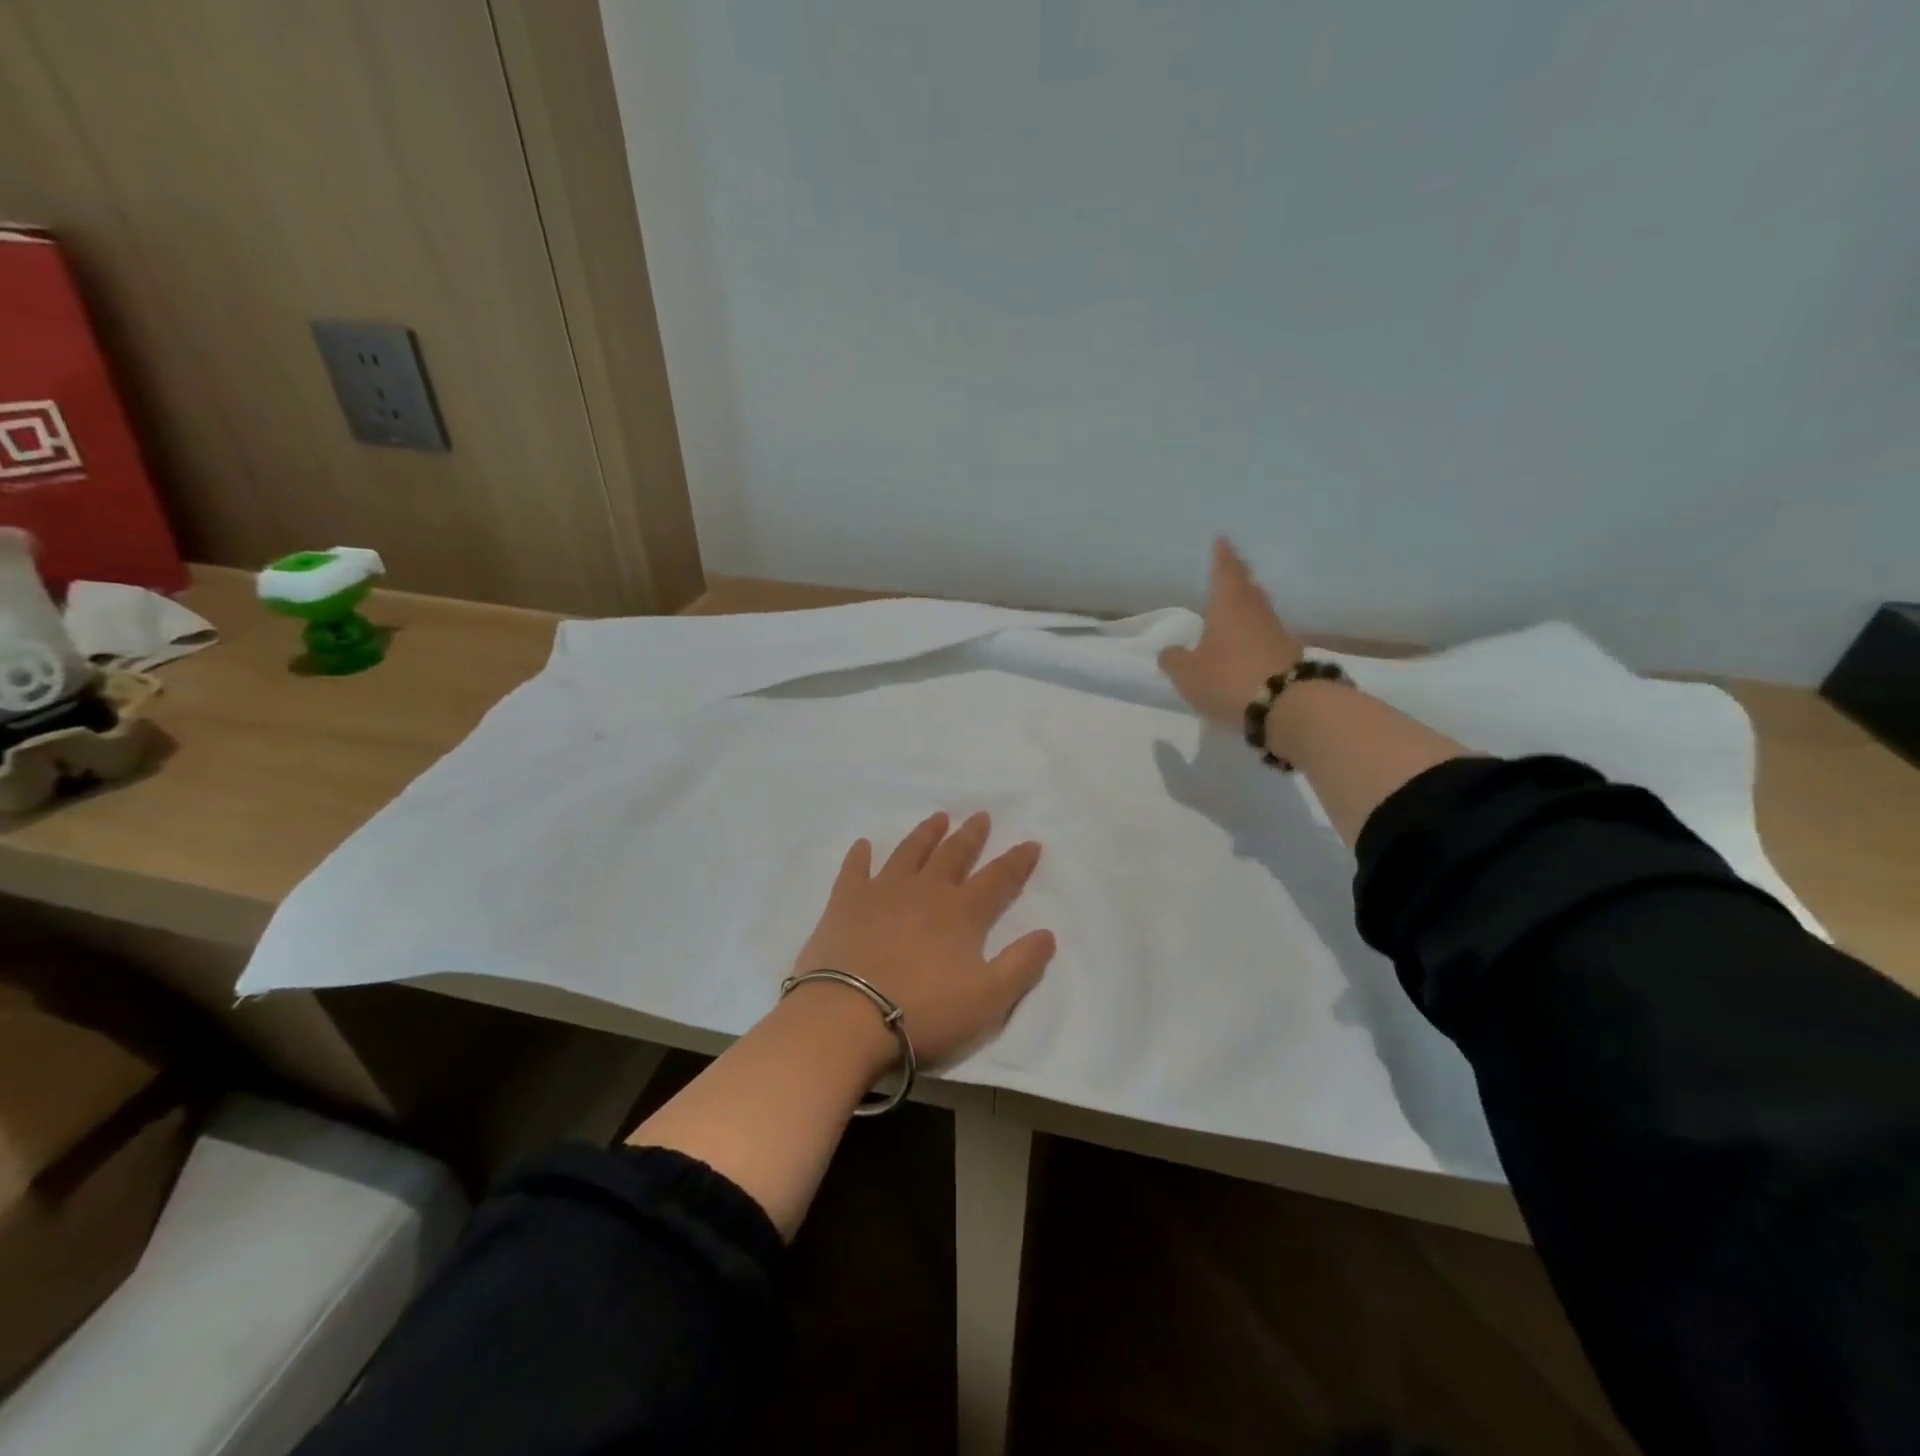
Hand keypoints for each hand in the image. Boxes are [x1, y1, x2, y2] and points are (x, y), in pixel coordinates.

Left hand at [788, 812, 1055, 1070]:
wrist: (848, 1017)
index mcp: (961, 913)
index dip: (1017, 861)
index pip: (998, 879)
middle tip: (981, 816)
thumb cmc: (924, 1011)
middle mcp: (925, 891)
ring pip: (909, 853)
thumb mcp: (988, 1000)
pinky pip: (855, 870)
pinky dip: (860, 856)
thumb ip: (1021, 965)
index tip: (1031, 843)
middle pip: (953, 855)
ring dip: (926, 834)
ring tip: (938, 818)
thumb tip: (1047, 933)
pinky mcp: (845, 902)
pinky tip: (863, 845)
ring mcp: (882, 892)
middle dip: (970, 836)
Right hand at [1158, 537, 1304, 730]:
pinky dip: (1255, 638)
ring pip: (1259, 613)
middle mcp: (1256, 613)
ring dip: (1247, 610)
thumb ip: (1174, 660)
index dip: (1222, 557)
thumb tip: (1170, 652)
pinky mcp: (1290, 657)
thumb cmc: (1229, 679)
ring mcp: (1277, 634)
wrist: (1288, 705)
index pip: (1225, 572)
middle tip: (1230, 572)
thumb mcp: (1187, 674)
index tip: (1222, 540)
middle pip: (1248, 589)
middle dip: (1238, 580)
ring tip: (1234, 613)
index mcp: (1229, 606)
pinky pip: (1267, 639)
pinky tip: (1246, 649)